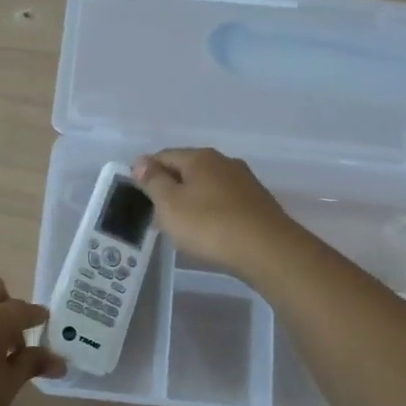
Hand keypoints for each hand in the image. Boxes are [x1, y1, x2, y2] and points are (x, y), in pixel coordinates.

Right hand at [132, 148, 299, 277]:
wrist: (267, 250)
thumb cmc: (209, 225)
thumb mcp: (170, 204)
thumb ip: (153, 181)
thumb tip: (141, 161)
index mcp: (200, 157)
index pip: (164, 156)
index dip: (147, 172)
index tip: (138, 194)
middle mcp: (224, 162)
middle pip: (187, 170)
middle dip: (170, 188)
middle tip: (157, 215)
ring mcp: (244, 181)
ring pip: (207, 186)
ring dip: (191, 201)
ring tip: (182, 226)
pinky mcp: (258, 202)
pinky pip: (224, 201)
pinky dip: (211, 211)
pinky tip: (209, 230)